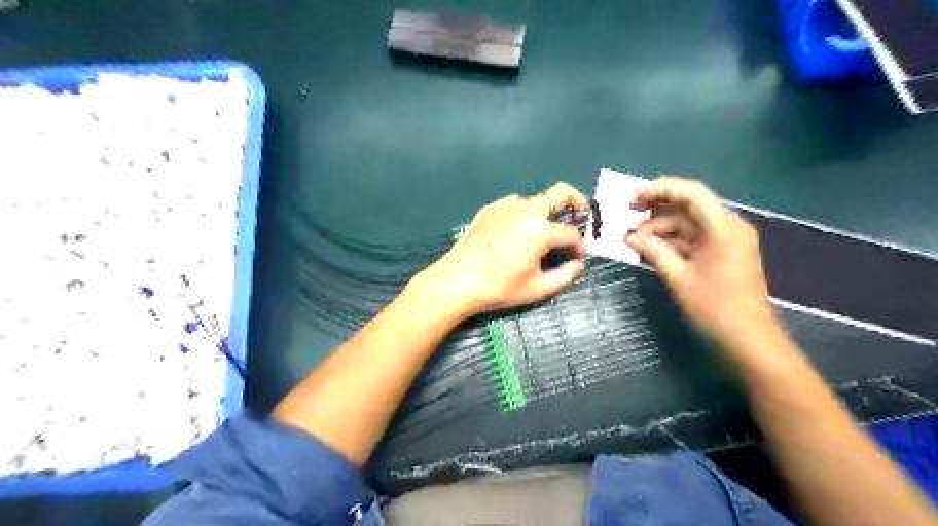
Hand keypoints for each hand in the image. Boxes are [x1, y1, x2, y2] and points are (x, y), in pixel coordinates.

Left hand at [415, 183, 584, 317]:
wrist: (457, 280)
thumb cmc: (498, 288)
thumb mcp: (537, 289)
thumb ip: (565, 275)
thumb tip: (577, 264)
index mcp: (540, 230)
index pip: (571, 234)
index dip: (579, 247)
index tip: (578, 258)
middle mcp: (526, 210)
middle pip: (561, 192)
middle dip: (577, 202)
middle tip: (581, 216)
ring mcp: (506, 205)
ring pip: (537, 199)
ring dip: (548, 211)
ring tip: (545, 232)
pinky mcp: (490, 208)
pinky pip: (516, 204)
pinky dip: (525, 214)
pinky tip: (518, 233)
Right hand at [626, 177, 773, 348]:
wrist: (748, 339)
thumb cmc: (714, 308)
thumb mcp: (679, 278)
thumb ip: (654, 251)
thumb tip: (630, 237)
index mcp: (723, 227)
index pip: (691, 193)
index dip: (660, 189)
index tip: (633, 198)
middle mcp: (728, 226)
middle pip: (690, 205)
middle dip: (657, 208)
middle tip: (628, 213)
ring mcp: (727, 240)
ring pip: (689, 222)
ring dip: (662, 227)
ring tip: (634, 238)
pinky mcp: (723, 253)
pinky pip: (694, 237)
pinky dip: (673, 240)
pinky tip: (651, 247)